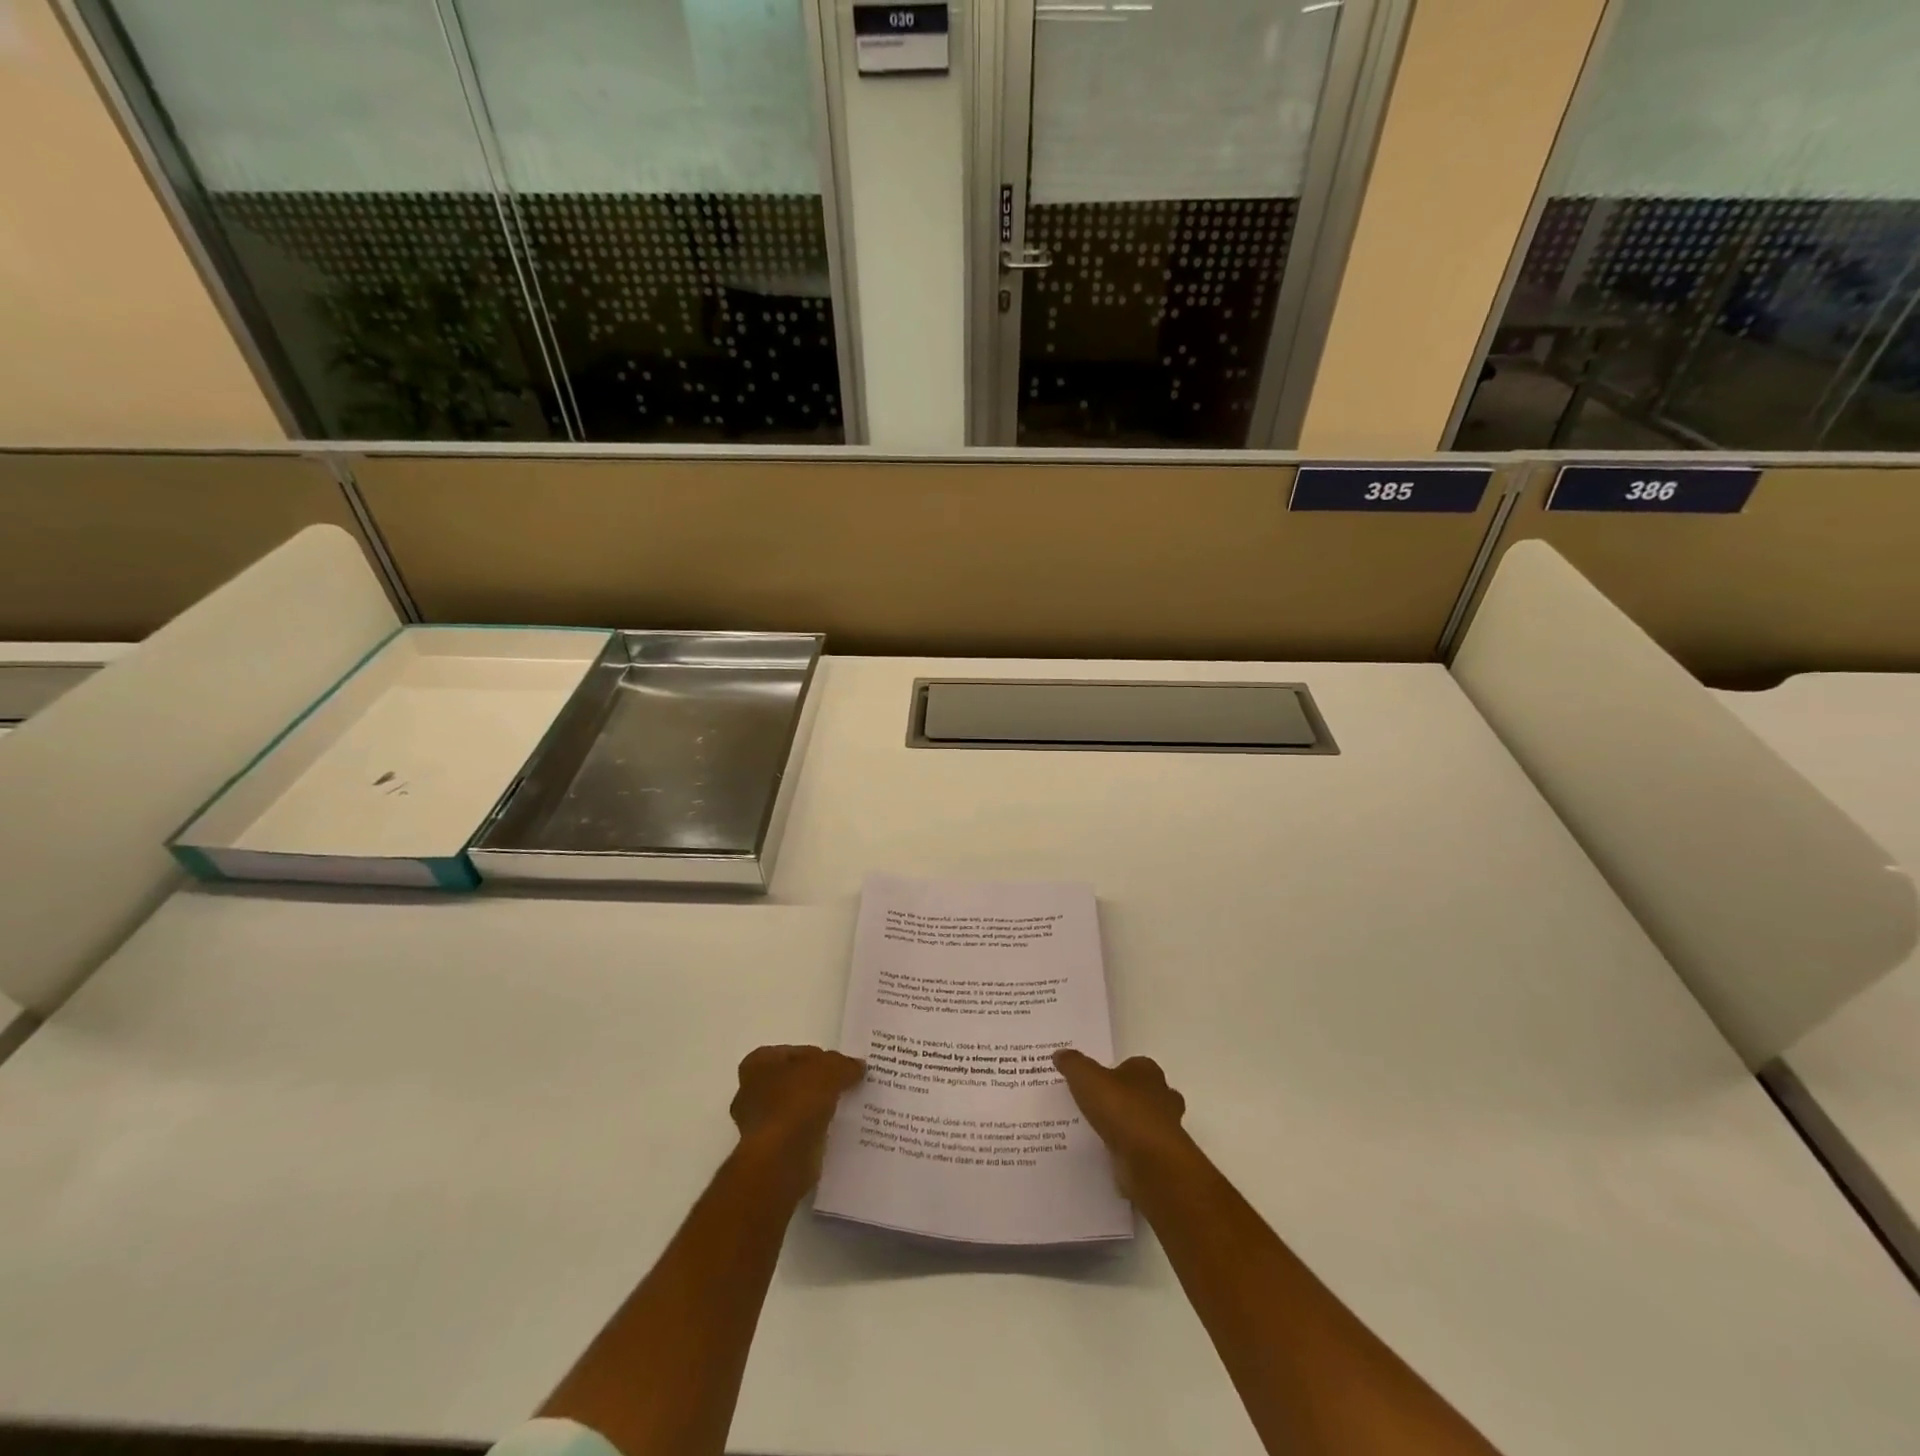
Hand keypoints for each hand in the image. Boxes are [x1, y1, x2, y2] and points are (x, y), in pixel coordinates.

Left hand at [729, 1045, 864, 1189]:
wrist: (780, 1159)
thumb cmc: (797, 1102)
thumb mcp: (830, 1069)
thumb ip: (844, 1064)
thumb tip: (856, 1067)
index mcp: (758, 1062)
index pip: (796, 1052)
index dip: (821, 1058)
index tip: (842, 1069)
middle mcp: (750, 1091)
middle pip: (794, 1082)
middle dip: (817, 1086)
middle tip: (845, 1089)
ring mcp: (757, 1125)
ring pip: (795, 1110)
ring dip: (815, 1112)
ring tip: (844, 1112)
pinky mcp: (768, 1153)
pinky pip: (796, 1136)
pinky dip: (812, 1135)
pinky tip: (834, 1135)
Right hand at [1053, 1049, 1191, 1196]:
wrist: (1149, 1161)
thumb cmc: (1121, 1109)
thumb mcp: (1086, 1078)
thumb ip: (1073, 1064)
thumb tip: (1059, 1053)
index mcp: (1147, 1072)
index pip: (1134, 1065)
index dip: (1117, 1071)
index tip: (1097, 1080)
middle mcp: (1162, 1097)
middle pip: (1145, 1093)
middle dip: (1127, 1099)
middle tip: (1097, 1106)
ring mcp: (1166, 1130)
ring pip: (1146, 1122)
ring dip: (1129, 1127)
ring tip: (1099, 1132)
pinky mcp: (1162, 1158)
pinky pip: (1142, 1150)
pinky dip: (1129, 1152)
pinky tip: (1108, 1156)